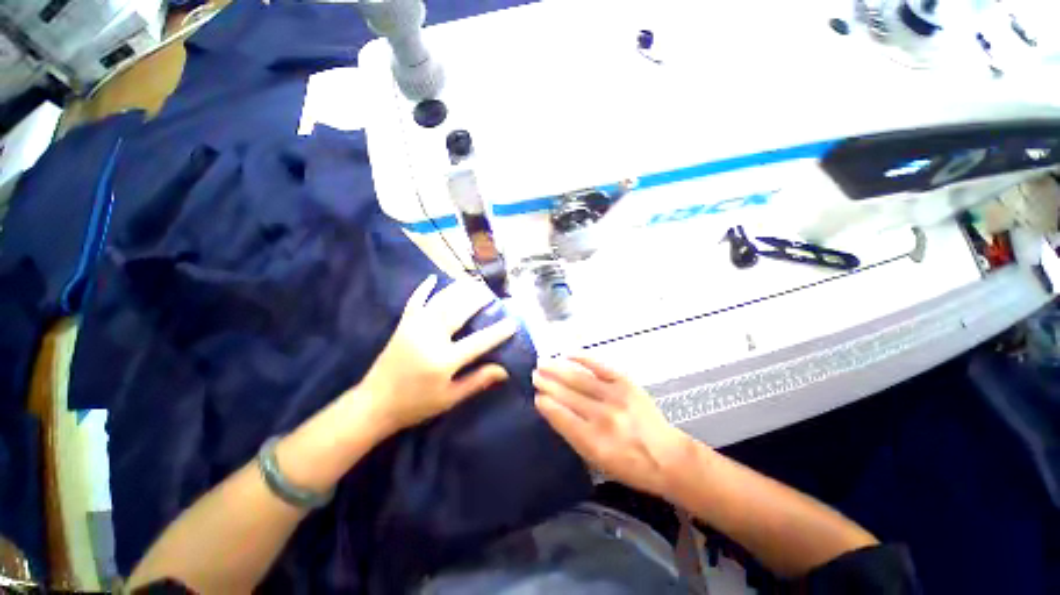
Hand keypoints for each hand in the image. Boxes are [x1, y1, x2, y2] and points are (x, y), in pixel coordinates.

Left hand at [358, 275, 518, 434]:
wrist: (374, 404)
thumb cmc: (416, 405)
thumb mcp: (450, 398)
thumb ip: (478, 381)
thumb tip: (505, 370)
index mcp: (444, 360)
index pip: (479, 341)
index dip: (498, 331)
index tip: (513, 322)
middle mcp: (430, 338)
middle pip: (459, 311)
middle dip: (478, 299)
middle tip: (492, 293)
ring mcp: (414, 328)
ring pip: (441, 301)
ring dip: (459, 289)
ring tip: (474, 283)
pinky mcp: (403, 325)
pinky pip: (415, 301)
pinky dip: (424, 288)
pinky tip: (433, 277)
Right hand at [533, 356, 688, 496]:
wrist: (668, 457)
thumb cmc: (630, 465)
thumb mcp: (597, 461)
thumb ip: (573, 435)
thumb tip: (553, 410)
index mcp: (594, 442)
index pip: (562, 417)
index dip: (546, 405)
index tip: (535, 396)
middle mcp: (603, 417)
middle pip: (568, 395)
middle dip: (548, 383)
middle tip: (534, 374)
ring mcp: (615, 396)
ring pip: (579, 379)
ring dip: (558, 370)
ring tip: (543, 363)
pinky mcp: (626, 383)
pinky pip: (599, 366)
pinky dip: (582, 359)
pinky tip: (568, 354)